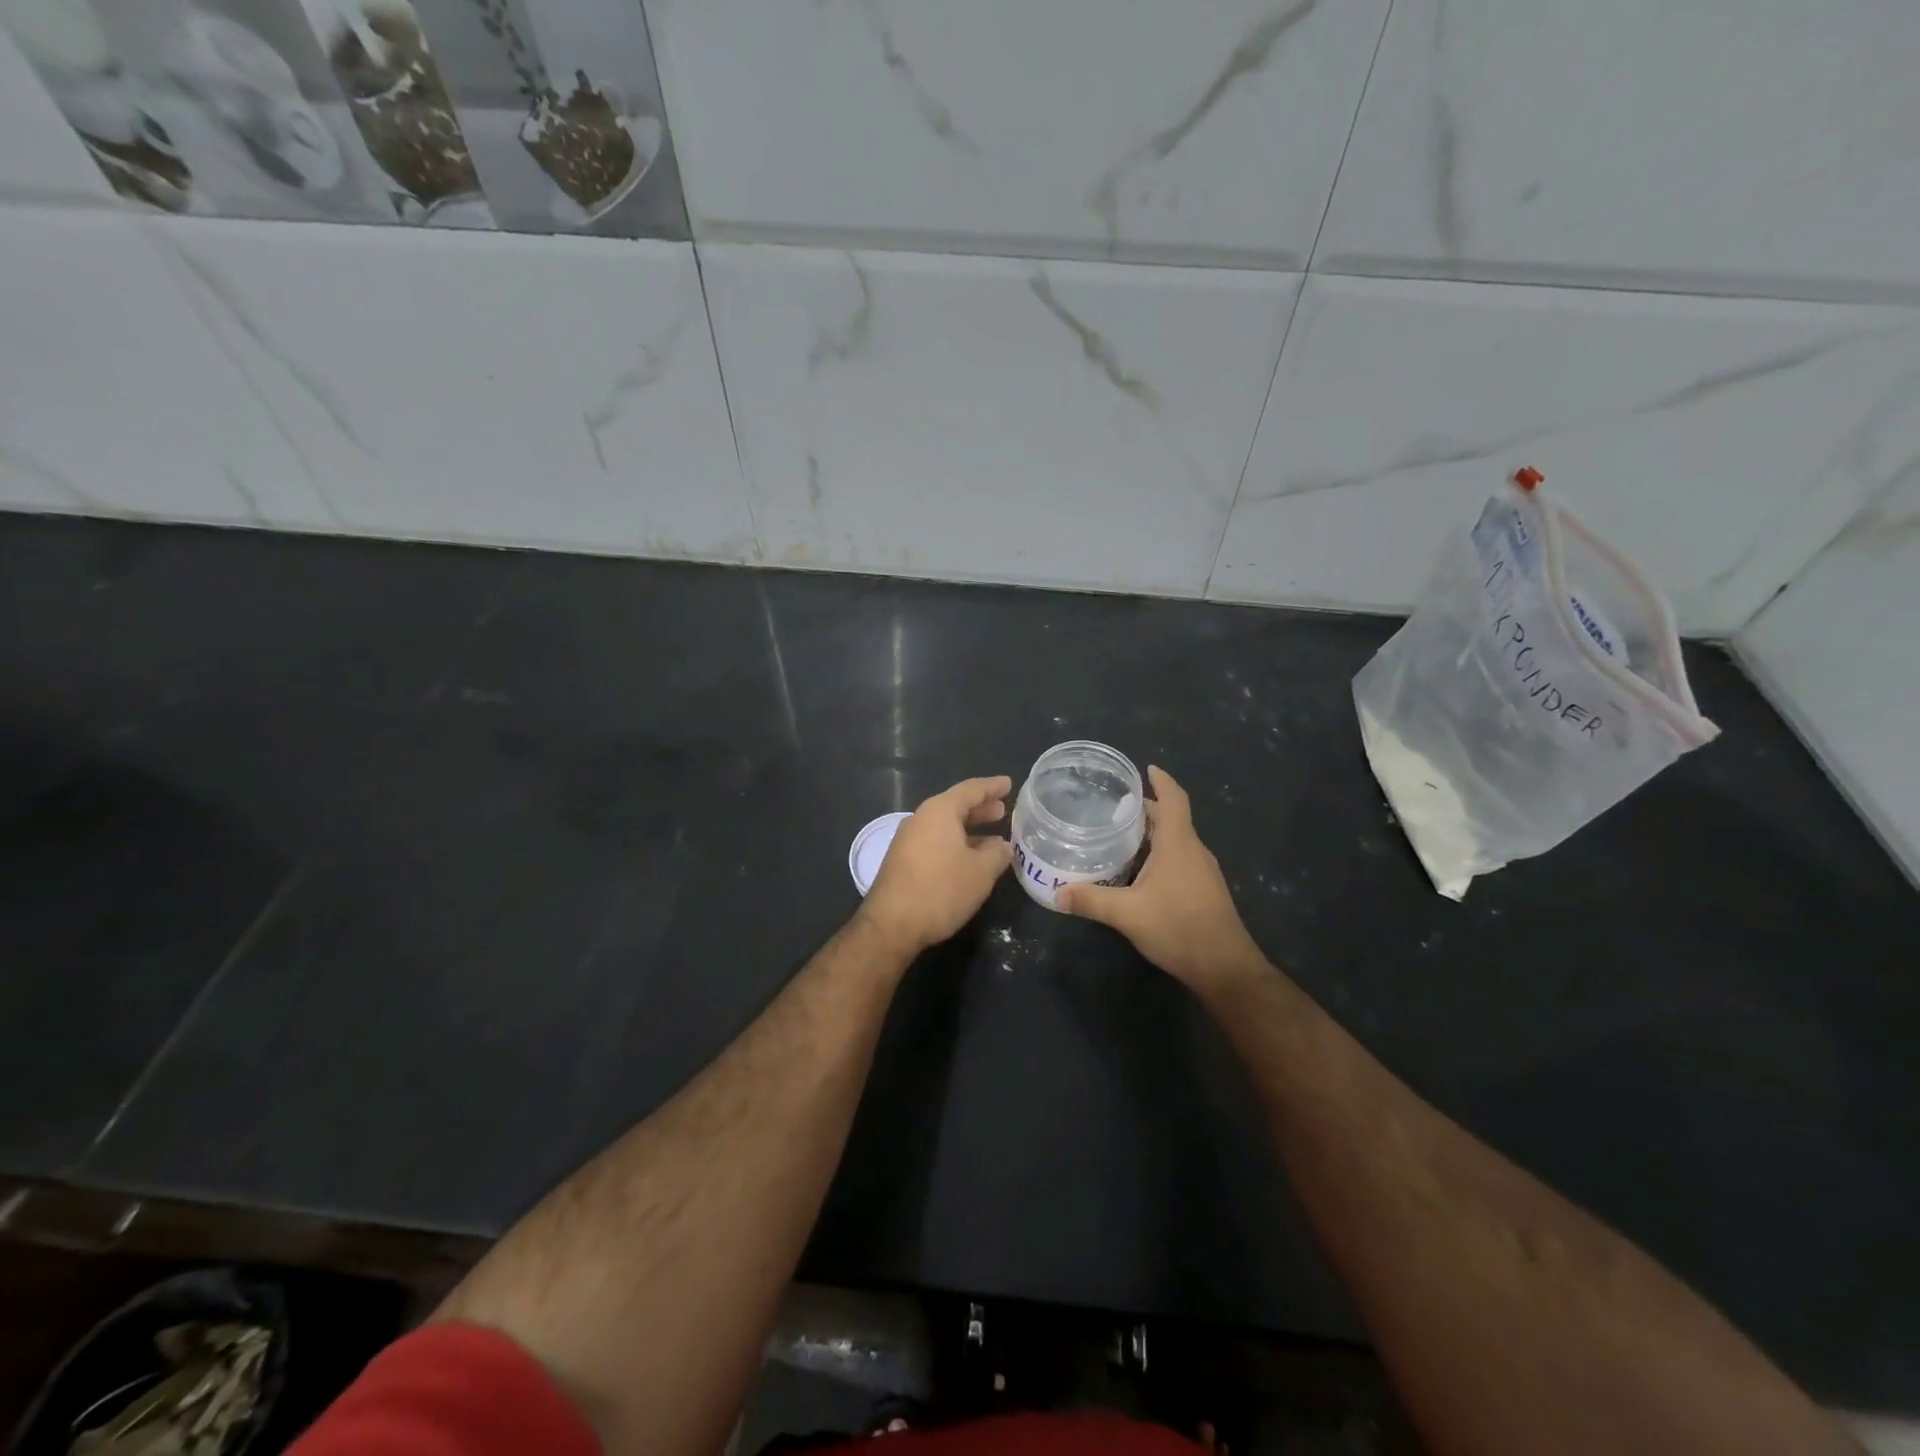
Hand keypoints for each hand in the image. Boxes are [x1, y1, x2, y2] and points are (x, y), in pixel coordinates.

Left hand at [857, 776, 1013, 957]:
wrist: (891, 925)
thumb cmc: (941, 890)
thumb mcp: (981, 872)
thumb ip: (997, 854)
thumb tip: (1003, 845)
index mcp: (939, 811)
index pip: (971, 790)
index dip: (992, 787)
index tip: (1008, 784)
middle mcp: (920, 819)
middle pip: (955, 806)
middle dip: (980, 808)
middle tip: (1002, 810)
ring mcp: (907, 840)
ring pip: (944, 826)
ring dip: (969, 829)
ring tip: (993, 837)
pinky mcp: (902, 861)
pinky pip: (935, 842)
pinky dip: (956, 843)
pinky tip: (970, 859)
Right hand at [1056, 766, 1265, 992]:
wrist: (1224, 967)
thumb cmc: (1178, 928)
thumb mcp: (1127, 914)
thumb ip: (1091, 900)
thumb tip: (1056, 893)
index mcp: (1178, 843)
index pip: (1173, 799)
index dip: (1162, 781)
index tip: (1146, 769)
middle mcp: (1194, 850)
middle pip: (1172, 818)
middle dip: (1147, 810)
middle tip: (1113, 808)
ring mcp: (1203, 871)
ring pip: (1177, 840)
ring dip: (1153, 833)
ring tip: (1121, 836)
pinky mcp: (1204, 889)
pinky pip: (1181, 858)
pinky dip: (1160, 853)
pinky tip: (1139, 870)